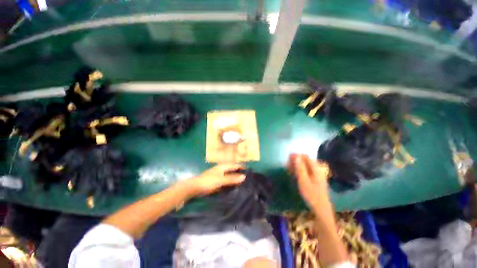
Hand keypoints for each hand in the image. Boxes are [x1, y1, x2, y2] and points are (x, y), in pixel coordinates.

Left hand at [188, 164, 245, 195]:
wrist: (195, 187)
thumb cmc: (208, 181)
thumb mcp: (221, 180)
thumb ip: (232, 178)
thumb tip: (244, 176)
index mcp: (223, 166)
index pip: (234, 165)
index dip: (241, 167)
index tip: (249, 171)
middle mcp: (221, 169)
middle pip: (232, 169)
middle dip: (239, 172)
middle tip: (247, 177)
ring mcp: (218, 174)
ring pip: (229, 175)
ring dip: (235, 177)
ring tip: (242, 182)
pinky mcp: (216, 180)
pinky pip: (226, 180)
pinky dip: (230, 182)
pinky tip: (233, 186)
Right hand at [287, 154, 331, 209]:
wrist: (321, 209)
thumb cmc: (311, 195)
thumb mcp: (303, 181)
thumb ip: (300, 168)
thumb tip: (296, 156)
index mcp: (316, 169)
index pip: (306, 157)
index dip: (297, 155)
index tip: (288, 157)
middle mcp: (318, 169)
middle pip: (306, 160)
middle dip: (296, 160)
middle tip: (287, 164)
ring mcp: (317, 174)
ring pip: (306, 166)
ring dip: (297, 165)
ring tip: (289, 169)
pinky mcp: (316, 179)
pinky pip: (307, 171)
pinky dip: (300, 170)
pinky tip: (294, 174)